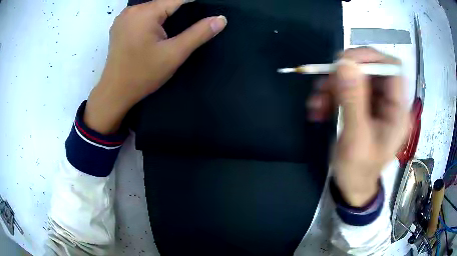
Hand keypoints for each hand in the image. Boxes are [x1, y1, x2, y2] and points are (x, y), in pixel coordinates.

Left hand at [84, 0, 226, 133]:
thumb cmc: (143, 74)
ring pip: (153, 7)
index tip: (207, 6)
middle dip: (181, 7)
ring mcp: (123, 17)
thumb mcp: (174, 54)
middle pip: (164, 2)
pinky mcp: (120, 25)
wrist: (115, 92)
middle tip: (195, 16)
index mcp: (145, 13)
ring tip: (178, 23)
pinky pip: (142, 14)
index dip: (194, 2)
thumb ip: (199, 33)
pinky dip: (154, 16)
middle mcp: (132, 10)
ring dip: (167, 12)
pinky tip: (158, 28)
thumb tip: (221, 19)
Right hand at [308, 47, 409, 206]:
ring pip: (356, 78)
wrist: (351, 186)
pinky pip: (347, 89)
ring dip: (333, 85)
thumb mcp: (356, 139)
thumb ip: (353, 101)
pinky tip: (318, 108)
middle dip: (345, 74)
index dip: (370, 58)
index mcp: (398, 111)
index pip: (392, 68)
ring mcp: (376, 104)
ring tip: (317, 102)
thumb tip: (345, 63)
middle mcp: (390, 103)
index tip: (344, 62)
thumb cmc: (358, 171)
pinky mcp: (363, 107)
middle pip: (371, 70)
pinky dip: (331, 95)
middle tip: (325, 84)